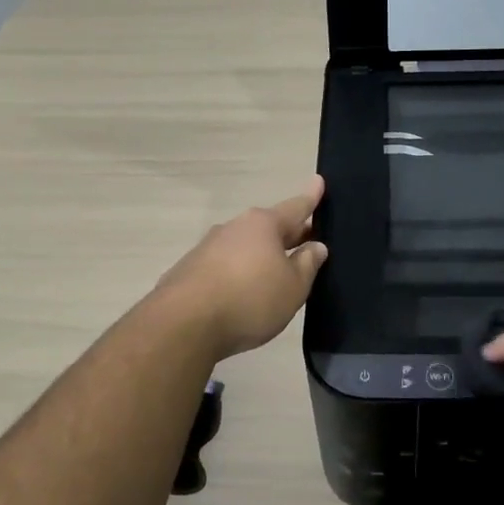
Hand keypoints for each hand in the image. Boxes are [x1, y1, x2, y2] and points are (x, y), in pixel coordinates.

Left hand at [155, 178, 329, 360]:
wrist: (185, 324)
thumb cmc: (250, 299)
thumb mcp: (293, 287)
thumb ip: (307, 265)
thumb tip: (315, 246)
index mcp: (263, 225)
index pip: (295, 207)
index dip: (310, 198)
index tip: (318, 181)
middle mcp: (234, 227)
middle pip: (269, 227)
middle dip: (289, 232)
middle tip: (308, 237)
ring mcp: (207, 247)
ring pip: (244, 246)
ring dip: (261, 255)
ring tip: (275, 272)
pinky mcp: (189, 270)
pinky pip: (224, 266)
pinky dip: (239, 273)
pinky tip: (243, 292)